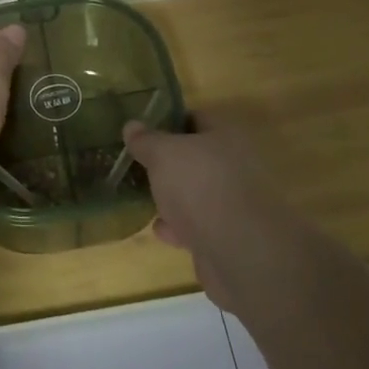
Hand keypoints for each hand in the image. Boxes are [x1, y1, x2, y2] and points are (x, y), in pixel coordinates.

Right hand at [123, 120, 297, 311]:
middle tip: (140, 164)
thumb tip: (131, 125)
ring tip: (144, 197)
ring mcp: (234, 203)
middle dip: (169, 163)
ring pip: (197, 192)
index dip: (169, 121)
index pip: (197, 118)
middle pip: (197, 157)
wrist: (237, 251)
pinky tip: (160, 229)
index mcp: (226, 136)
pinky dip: (179, 227)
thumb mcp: (163, 154)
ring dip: (173, 197)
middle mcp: (235, 165)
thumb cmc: (199, 185)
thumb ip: (146, 140)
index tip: (143, 130)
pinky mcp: (228, 236)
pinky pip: (198, 225)